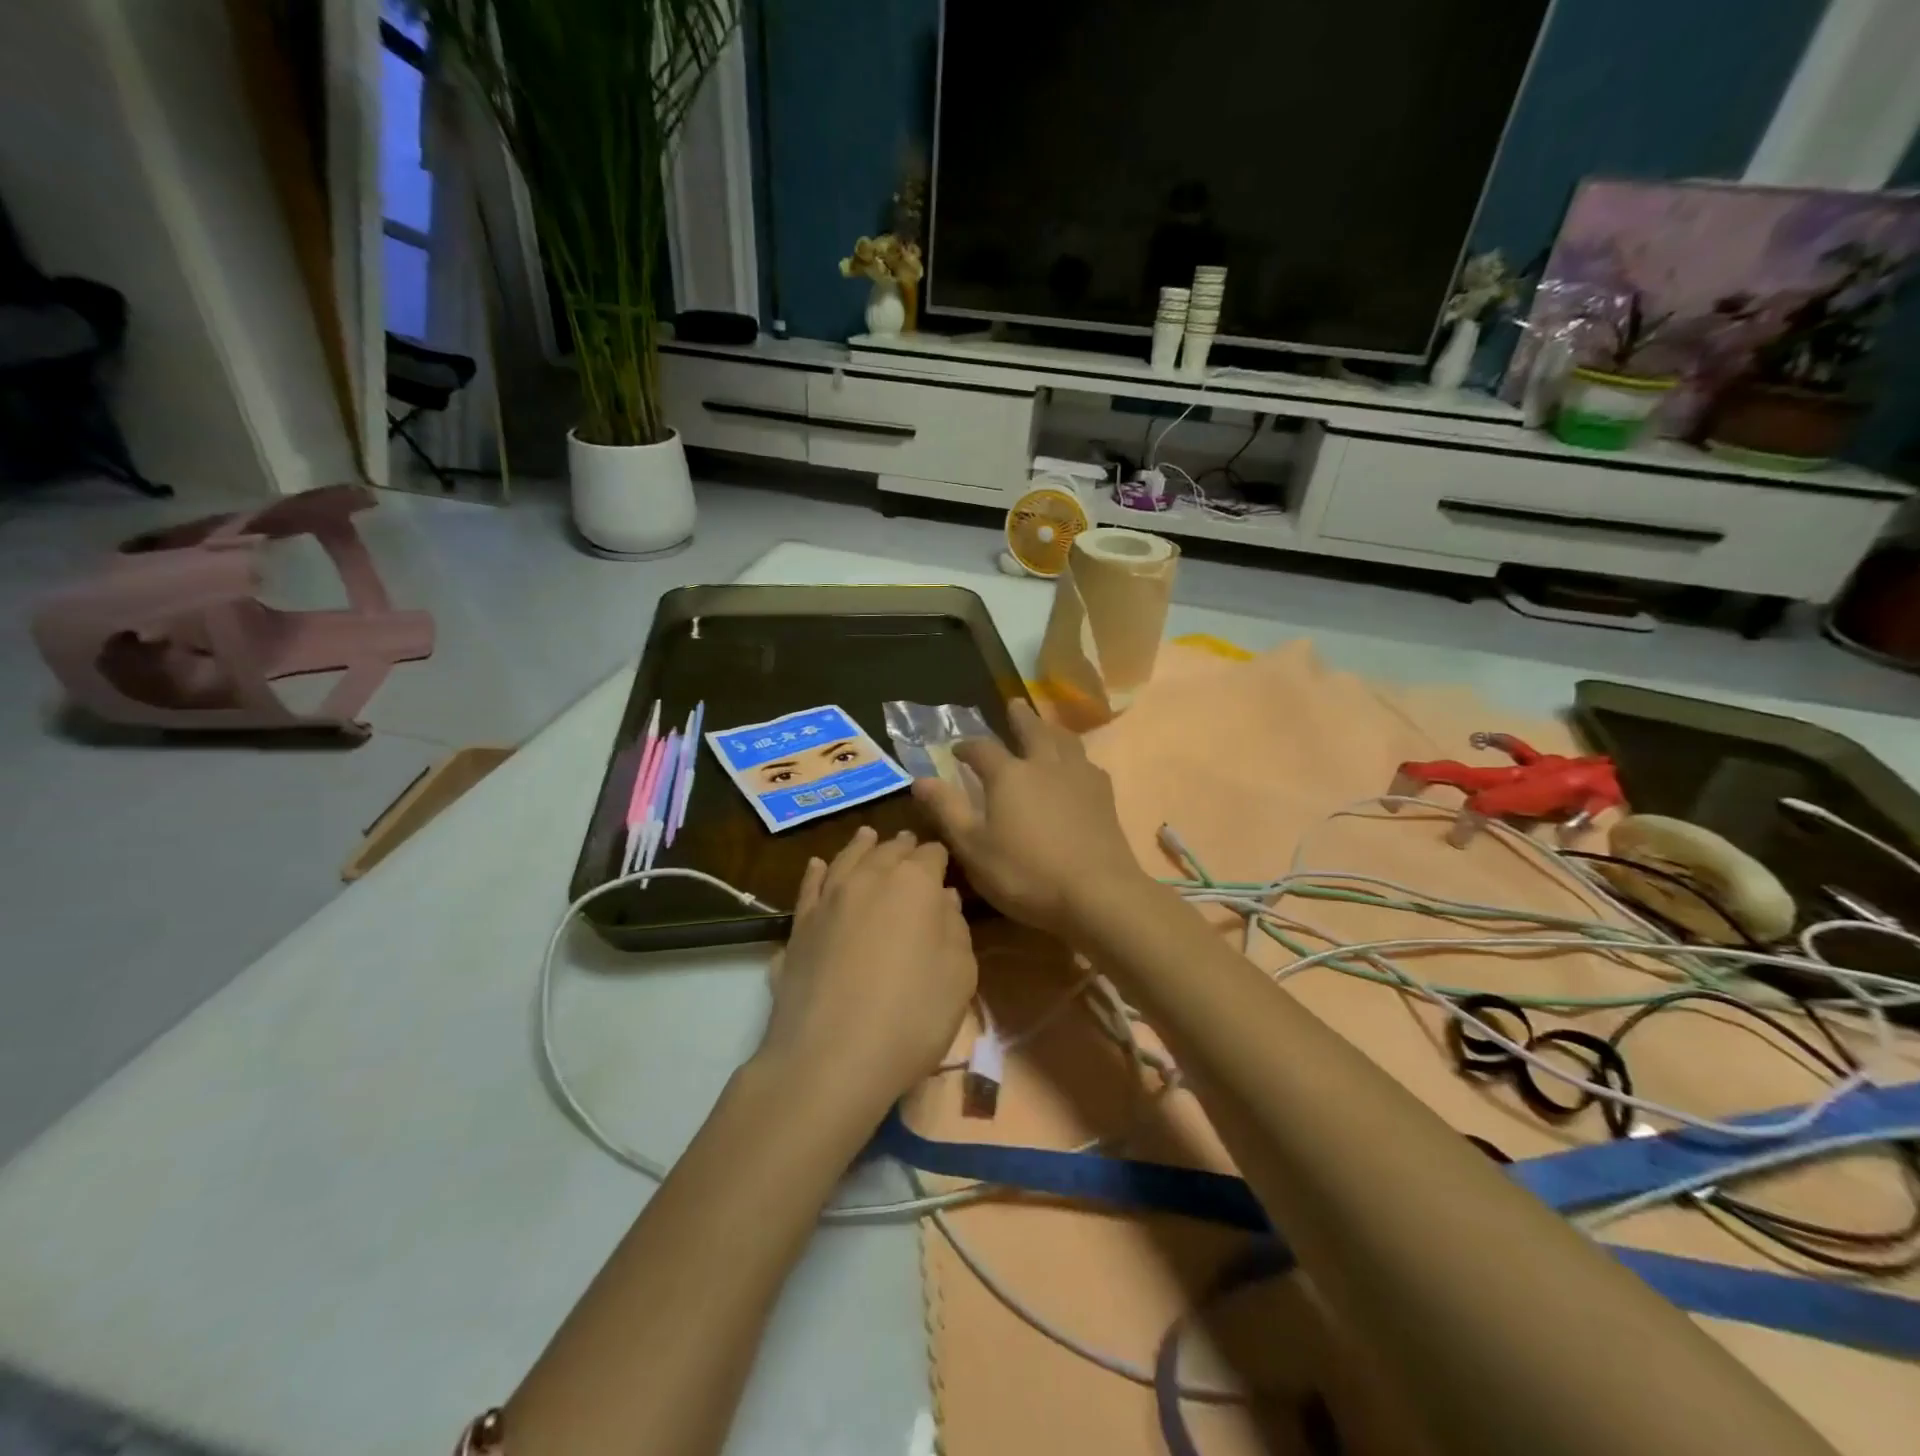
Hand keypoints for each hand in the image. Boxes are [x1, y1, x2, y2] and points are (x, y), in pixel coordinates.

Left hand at [758, 827, 976, 1120]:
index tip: (945, 865)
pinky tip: (818, 866)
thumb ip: (955, 929)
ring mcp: (828, 899)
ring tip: (868, 836)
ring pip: (847, 859)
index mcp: (915, 883)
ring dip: (861, 846)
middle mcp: (869, 877)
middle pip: (888, 850)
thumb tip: (943, 899)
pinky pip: (810, 886)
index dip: (940, 858)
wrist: (831, 1057)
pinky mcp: (799, 925)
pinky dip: (817, 871)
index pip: (932, 854)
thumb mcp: (959, 976)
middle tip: (910, 845)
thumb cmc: (911, 1017)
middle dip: (903, 847)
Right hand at [911, 700, 1147, 937]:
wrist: (1097, 893)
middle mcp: (1045, 765)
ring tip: (1047, 726)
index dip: (967, 747)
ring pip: (1065, 741)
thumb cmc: (1026, 873)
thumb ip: (947, 811)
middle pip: (1032, 730)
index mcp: (1009, 775)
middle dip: (1019, 718)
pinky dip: (1076, 757)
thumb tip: (920, 779)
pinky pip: (1088, 763)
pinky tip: (1079, 768)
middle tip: (1014, 704)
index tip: (957, 749)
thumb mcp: (974, 848)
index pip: (982, 749)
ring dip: (1051, 729)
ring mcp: (1079, 777)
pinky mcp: (1104, 796)